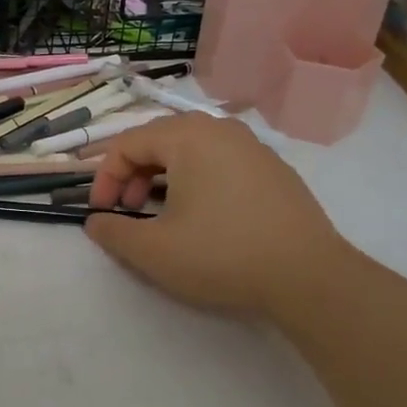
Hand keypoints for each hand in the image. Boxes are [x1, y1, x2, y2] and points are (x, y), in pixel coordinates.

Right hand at [84, 113, 356, 322]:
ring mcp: (252, 147)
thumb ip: (113, 231)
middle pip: (159, 140)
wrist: (311, 278)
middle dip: (133, 174)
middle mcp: (220, 129)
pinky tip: (203, 216)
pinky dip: (197, 180)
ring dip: (164, 176)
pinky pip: (220, 162)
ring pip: (191, 150)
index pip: (127, 143)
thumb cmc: (222, 255)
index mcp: (187, 136)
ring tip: (162, 214)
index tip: (99, 211)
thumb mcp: (153, 251)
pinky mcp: (274, 170)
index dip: (104, 177)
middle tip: (128, 210)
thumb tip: (95, 221)